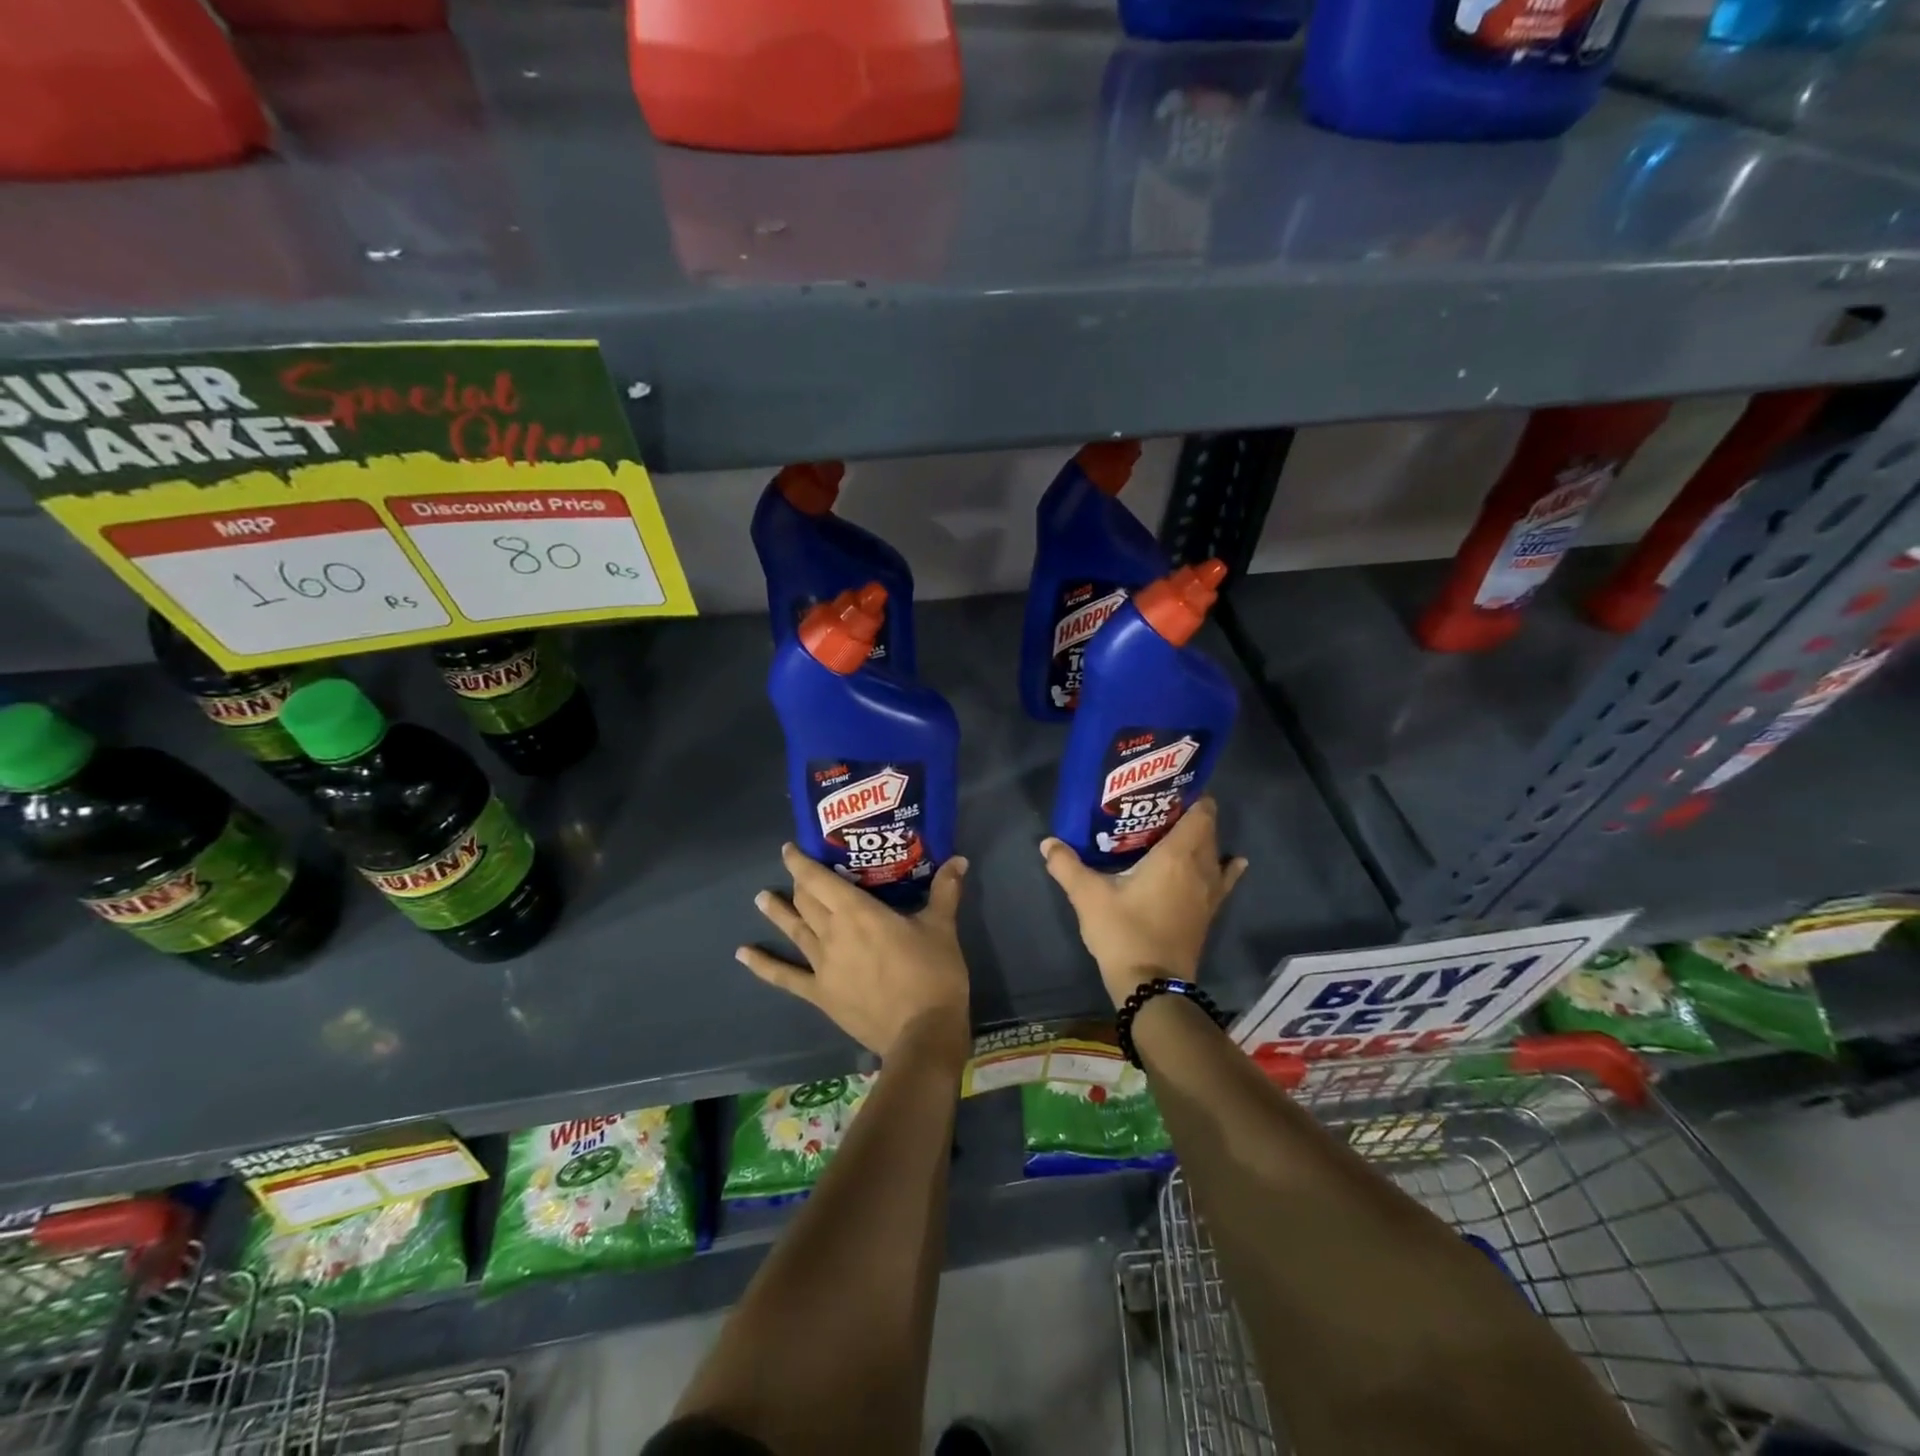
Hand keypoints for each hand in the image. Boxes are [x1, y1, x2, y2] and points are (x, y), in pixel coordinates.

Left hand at [736, 845, 971, 1062]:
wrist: (922, 1034)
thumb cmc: (932, 974)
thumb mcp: (942, 927)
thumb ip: (945, 891)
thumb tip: (958, 859)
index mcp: (858, 912)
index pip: (821, 880)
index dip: (802, 862)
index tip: (789, 848)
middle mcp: (832, 933)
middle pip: (807, 902)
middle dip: (799, 884)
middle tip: (795, 872)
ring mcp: (822, 966)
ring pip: (794, 931)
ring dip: (777, 913)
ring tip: (760, 898)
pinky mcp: (821, 994)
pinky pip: (786, 977)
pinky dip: (763, 965)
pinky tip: (743, 954)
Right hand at [1040, 797, 1247, 1008]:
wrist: (1152, 986)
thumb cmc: (1123, 933)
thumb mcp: (1089, 897)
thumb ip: (1067, 866)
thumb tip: (1048, 842)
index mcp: (1177, 855)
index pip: (1201, 813)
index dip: (1191, 796)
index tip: (1169, 787)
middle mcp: (1201, 868)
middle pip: (1208, 829)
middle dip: (1190, 814)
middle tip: (1159, 807)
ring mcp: (1210, 892)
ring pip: (1215, 853)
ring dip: (1203, 840)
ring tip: (1177, 831)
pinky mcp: (1209, 913)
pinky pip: (1224, 879)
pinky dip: (1226, 866)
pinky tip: (1231, 862)